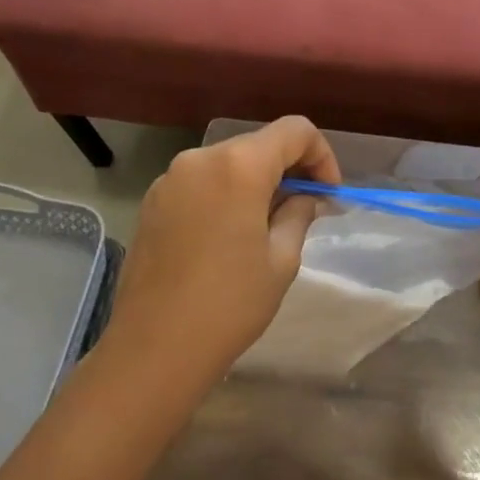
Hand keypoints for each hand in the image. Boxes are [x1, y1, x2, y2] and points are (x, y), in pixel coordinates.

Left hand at [102, 117, 340, 398]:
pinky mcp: (152, 201)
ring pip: (228, 162)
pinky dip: (225, 193)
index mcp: (239, 166)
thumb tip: (306, 197)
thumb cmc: (229, 305)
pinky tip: (229, 234)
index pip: (294, 130)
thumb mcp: (281, 260)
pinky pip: (201, 182)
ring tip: (267, 224)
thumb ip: (299, 213)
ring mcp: (170, 178)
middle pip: (259, 143)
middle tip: (306, 208)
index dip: (321, 154)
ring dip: (256, 181)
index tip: (327, 193)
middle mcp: (201, 159)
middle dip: (288, 168)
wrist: (152, 349)